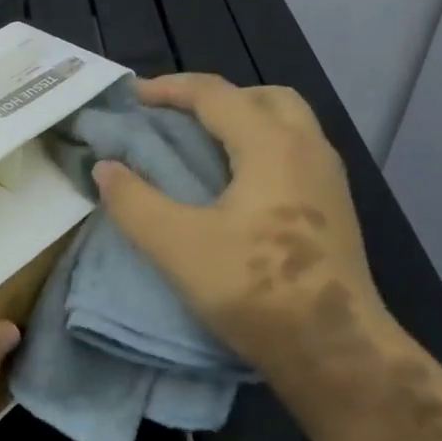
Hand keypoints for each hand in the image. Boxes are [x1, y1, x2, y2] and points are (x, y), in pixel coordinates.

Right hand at [93, 75, 420, 440]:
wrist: (336, 352)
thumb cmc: (255, 290)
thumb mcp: (176, 245)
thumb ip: (133, 201)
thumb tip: (105, 168)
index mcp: (271, 146)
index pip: (216, 94)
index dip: (169, 89)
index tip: (132, 97)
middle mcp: (307, 150)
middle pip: (264, 97)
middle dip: (217, 97)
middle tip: (178, 117)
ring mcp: (328, 180)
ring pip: (287, 124)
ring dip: (243, 121)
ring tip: (201, 147)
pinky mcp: (334, 209)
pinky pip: (295, 153)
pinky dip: (260, 148)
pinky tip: (235, 186)